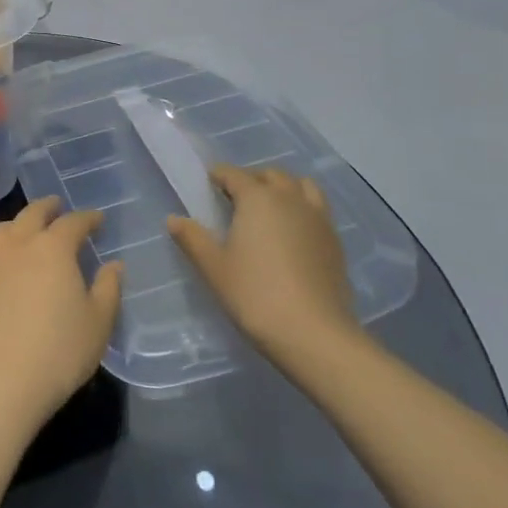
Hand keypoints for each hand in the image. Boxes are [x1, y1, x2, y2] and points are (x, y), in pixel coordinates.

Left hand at [0, 198, 121, 441]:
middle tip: (58, 206)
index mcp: (54, 248)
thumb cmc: (59, 351)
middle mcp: (20, 246)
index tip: (99, 220)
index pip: (73, 222)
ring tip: (27, 231)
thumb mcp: (98, 323)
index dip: (88, 218)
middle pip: (32, 214)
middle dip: (48, 207)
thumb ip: (108, 288)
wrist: (1, 383)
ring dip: (17, 224)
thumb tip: (114, 265)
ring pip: (2, 230)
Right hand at [168, 165, 362, 365]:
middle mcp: (290, 199)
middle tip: (236, 199)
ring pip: (301, 186)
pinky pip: (318, 209)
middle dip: (252, 179)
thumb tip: (173, 219)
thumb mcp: (214, 268)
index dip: (218, 175)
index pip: (233, 174)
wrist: (314, 334)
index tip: (208, 184)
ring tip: (270, 210)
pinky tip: (294, 234)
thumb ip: (192, 238)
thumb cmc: (255, 295)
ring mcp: (318, 218)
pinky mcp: (335, 241)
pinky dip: (303, 209)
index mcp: (257, 198)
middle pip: (271, 175)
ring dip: (284, 189)